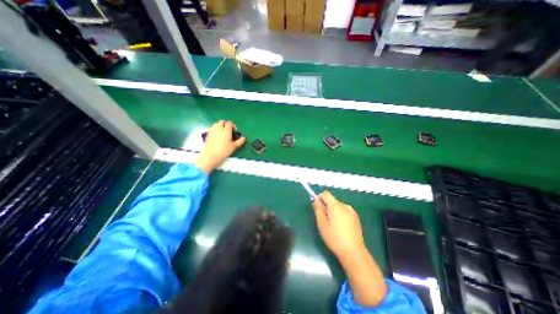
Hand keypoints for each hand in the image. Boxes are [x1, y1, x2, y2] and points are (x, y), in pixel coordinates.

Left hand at [194, 120, 244, 174]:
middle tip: (228, 131)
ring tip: (222, 133)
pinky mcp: (207, 134)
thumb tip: (244, 138)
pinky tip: (216, 136)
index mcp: (226, 130)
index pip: (229, 123)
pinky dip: (214, 130)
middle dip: (226, 125)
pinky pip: (211, 128)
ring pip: (216, 124)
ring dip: (219, 126)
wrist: (211, 156)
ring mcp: (212, 131)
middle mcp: (219, 128)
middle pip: (222, 122)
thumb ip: (240, 141)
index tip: (234, 132)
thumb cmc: (224, 151)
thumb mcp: (234, 146)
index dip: (233, 126)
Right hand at [311, 192, 367, 258]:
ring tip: (332, 225)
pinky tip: (340, 227)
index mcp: (336, 206)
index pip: (326, 193)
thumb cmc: (334, 238)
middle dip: (326, 206)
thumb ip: (318, 209)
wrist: (353, 252)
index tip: (317, 207)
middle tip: (324, 220)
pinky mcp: (356, 217)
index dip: (319, 198)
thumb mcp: (322, 224)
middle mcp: (345, 205)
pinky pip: (344, 211)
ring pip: (337, 206)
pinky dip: (339, 214)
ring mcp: (351, 211)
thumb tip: (315, 199)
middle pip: (332, 200)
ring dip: (333, 211)